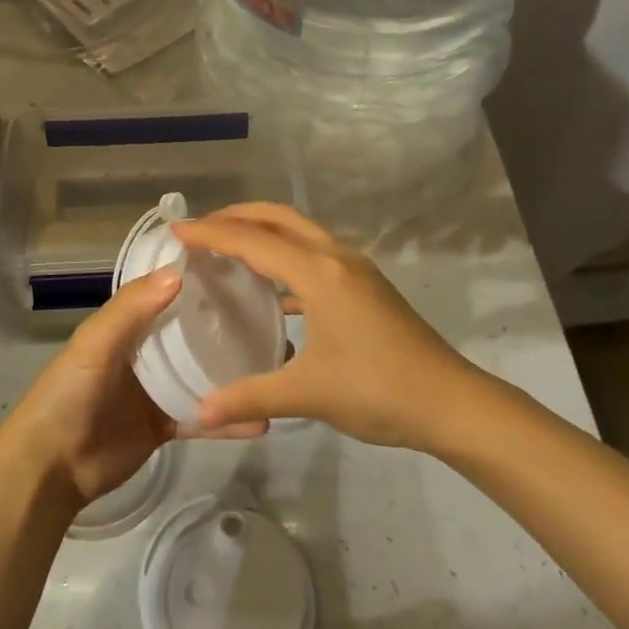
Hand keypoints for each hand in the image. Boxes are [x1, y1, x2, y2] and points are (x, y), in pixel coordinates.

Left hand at [4, 269, 264, 506]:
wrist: (51, 467)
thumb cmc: (69, 394)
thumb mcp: (94, 344)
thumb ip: (131, 310)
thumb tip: (179, 274)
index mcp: (127, 325)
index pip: (167, 293)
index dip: (197, 281)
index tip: (241, 268)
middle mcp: (146, 352)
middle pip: (192, 332)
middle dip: (226, 324)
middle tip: (273, 314)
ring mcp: (157, 390)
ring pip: (203, 374)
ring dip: (234, 370)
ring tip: (278, 362)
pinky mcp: (166, 425)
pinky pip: (202, 418)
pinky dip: (228, 421)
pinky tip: (262, 420)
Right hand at [174, 203, 481, 450]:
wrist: (451, 402)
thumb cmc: (377, 389)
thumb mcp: (307, 394)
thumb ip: (250, 396)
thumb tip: (201, 412)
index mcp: (319, 272)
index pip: (253, 240)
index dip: (212, 233)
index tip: (177, 230)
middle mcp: (336, 257)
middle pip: (280, 217)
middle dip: (238, 216)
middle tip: (201, 230)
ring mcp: (355, 269)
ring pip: (300, 233)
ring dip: (265, 233)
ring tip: (229, 251)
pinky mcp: (365, 285)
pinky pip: (314, 255)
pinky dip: (286, 258)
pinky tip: (271, 291)